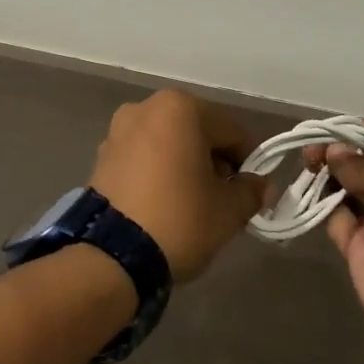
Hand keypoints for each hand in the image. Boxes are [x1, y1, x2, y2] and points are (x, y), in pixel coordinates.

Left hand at [91, 91, 265, 283]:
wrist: (112, 256)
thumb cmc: (179, 219)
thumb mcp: (228, 210)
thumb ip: (251, 191)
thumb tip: (261, 185)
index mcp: (180, 107)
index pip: (231, 131)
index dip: (247, 162)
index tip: (251, 192)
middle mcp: (146, 107)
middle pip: (197, 132)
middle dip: (213, 162)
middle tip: (223, 200)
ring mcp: (119, 130)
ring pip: (169, 144)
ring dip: (185, 165)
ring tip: (192, 205)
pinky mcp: (102, 156)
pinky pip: (143, 157)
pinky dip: (158, 172)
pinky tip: (164, 204)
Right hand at [318, 123, 363, 363]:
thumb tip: (334, 153)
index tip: (341, 125)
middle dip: (345, 152)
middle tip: (314, 143)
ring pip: (352, 191)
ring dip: (331, 174)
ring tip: (308, 160)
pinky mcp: (362, 253)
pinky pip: (339, 220)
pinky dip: (324, 204)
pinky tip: (312, 186)